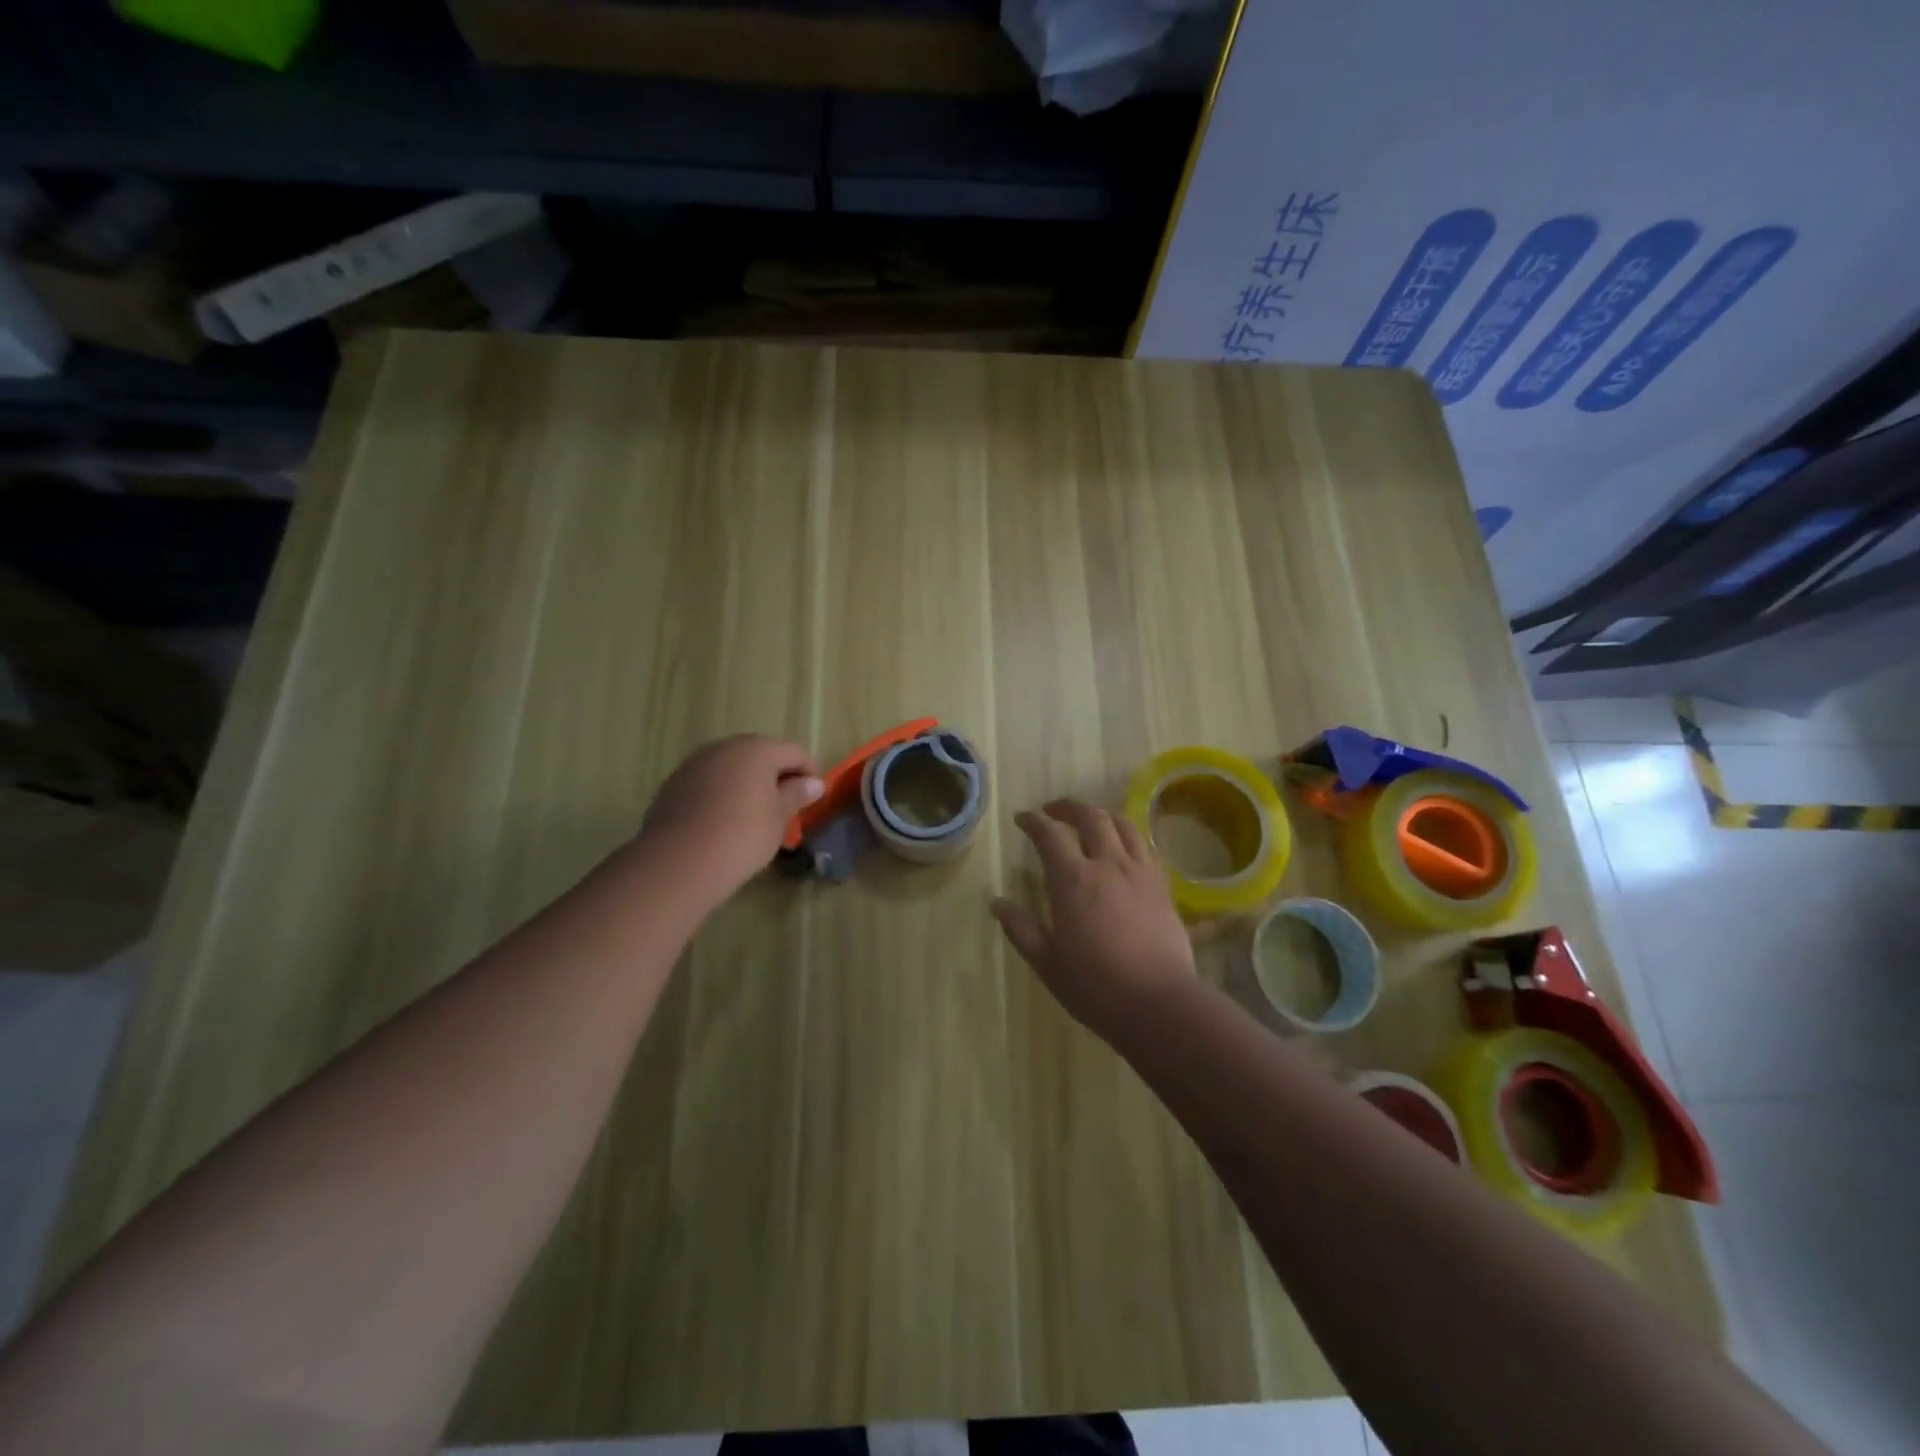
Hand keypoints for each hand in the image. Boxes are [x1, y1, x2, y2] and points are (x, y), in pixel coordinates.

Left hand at [638, 736, 822, 908]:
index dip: (810, 771)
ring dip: (748, 781)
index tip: (816, 794)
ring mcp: (696, 763)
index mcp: (757, 750)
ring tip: (756, 811)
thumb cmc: (742, 837)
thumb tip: (813, 783)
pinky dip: (723, 791)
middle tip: (788, 802)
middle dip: (777, 773)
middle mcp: (725, 747)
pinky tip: (725, 818)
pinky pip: (710, 780)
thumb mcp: (779, 818)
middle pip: (761, 753)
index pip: (794, 751)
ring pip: (732, 765)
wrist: (678, 862)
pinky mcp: (675, 783)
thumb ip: (796, 795)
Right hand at [992, 799, 1195, 1039]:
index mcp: (1074, 880)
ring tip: (1090, 823)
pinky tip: (1122, 851)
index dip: (1033, 821)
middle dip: (1069, 807)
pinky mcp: (1163, 887)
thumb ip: (1021, 928)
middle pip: (1091, 817)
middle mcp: (1109, 864)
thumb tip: (997, 904)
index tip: (1022, 818)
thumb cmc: (1095, 985)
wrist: (1159, 1003)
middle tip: (1053, 811)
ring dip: (1101, 816)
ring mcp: (1140, 873)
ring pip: (1123, 825)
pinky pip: (1145, 847)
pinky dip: (1127, 838)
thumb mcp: (1047, 962)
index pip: (1050, 834)